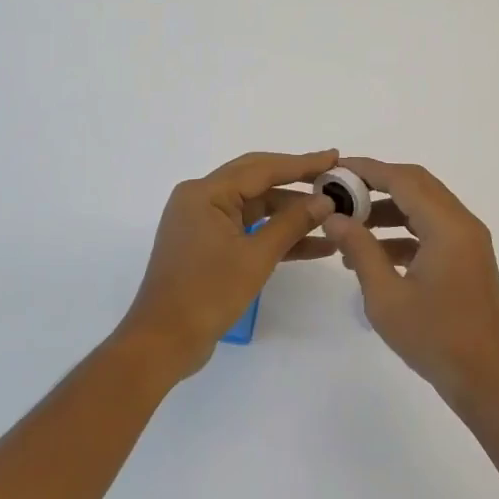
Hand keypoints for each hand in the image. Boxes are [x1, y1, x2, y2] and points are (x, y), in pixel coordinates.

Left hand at [118, 150, 338, 380]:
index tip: (334, 157)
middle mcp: (201, 199)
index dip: (301, 164)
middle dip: (298, 182)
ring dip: (291, 213)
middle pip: (258, 181)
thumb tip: (325, 200)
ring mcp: (204, 222)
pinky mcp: (209, 245)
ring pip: (256, 207)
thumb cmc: (207, 293)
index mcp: (205, 192)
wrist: (164, 341)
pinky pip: (248, 229)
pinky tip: (314, 245)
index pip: (262, 168)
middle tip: (335, 178)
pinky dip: (276, 235)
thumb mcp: (256, 257)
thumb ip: (292, 224)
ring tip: (333, 215)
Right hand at [322, 158, 498, 407]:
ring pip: (424, 208)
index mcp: (447, 226)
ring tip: (349, 225)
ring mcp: (469, 242)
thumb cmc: (436, 338)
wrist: (489, 381)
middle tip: (340, 191)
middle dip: (377, 184)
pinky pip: (432, 231)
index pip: (403, 179)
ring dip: (388, 210)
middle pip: (417, 185)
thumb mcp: (386, 295)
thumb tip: (334, 217)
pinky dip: (403, 233)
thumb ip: (359, 249)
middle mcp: (463, 224)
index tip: (334, 169)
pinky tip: (373, 255)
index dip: (367, 169)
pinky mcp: (468, 260)